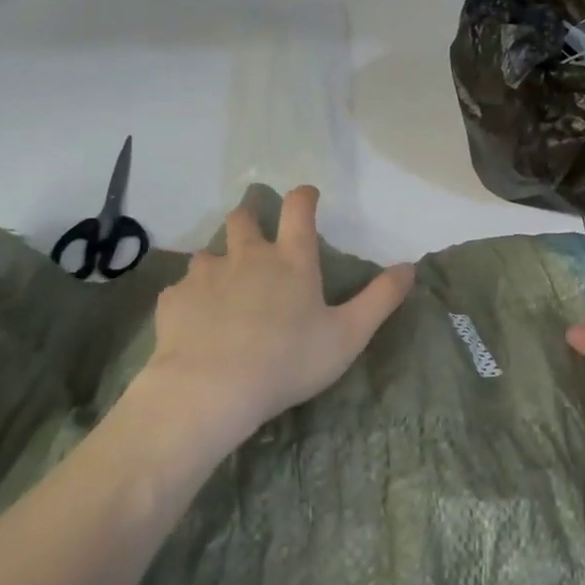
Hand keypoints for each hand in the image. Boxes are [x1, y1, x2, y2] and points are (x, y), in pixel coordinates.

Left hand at [140, 186, 413, 442]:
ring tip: (222, 285)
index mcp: (291, 260)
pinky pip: (183, 289)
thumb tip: (410, 267)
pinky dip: (192, 297)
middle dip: (250, 216)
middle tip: (254, 228)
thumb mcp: (348, 335)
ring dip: (218, 262)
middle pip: (243, 218)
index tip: (307, 195)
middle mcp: (247, 256)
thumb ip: (380, 299)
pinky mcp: (174, 299)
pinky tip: (196, 320)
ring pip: (208, 253)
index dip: (304, 197)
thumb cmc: (288, 361)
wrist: (210, 389)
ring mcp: (206, 275)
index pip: (299, 210)